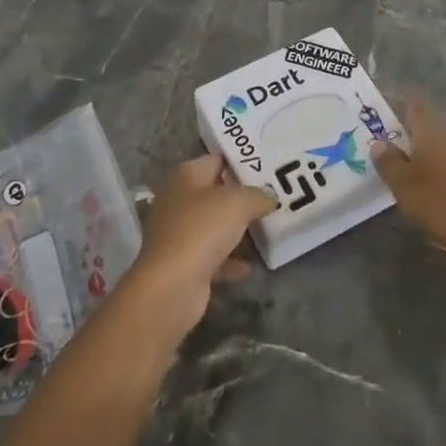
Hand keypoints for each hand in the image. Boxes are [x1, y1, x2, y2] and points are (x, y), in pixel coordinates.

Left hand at [121, 155, 275, 339]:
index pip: (217, 160)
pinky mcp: (182, 263)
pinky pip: (212, 257)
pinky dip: (229, 261)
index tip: (268, 169)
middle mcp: (178, 200)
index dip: (241, 163)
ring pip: (214, 226)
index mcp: (186, 176)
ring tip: (267, 231)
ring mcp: (178, 233)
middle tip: (273, 201)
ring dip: (237, 231)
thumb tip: (269, 196)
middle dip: (243, 199)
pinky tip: (249, 267)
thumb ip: (257, 195)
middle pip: (216, 194)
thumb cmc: (202, 230)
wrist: (171, 285)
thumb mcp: (238, 203)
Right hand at [373, 97, 445, 262]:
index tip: (391, 109)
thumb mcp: (403, 186)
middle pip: (434, 126)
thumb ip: (388, 162)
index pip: (415, 106)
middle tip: (401, 149)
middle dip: (418, 134)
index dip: (403, 104)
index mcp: (433, 131)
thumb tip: (379, 142)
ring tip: (423, 172)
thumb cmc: (441, 205)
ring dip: (437, 154)